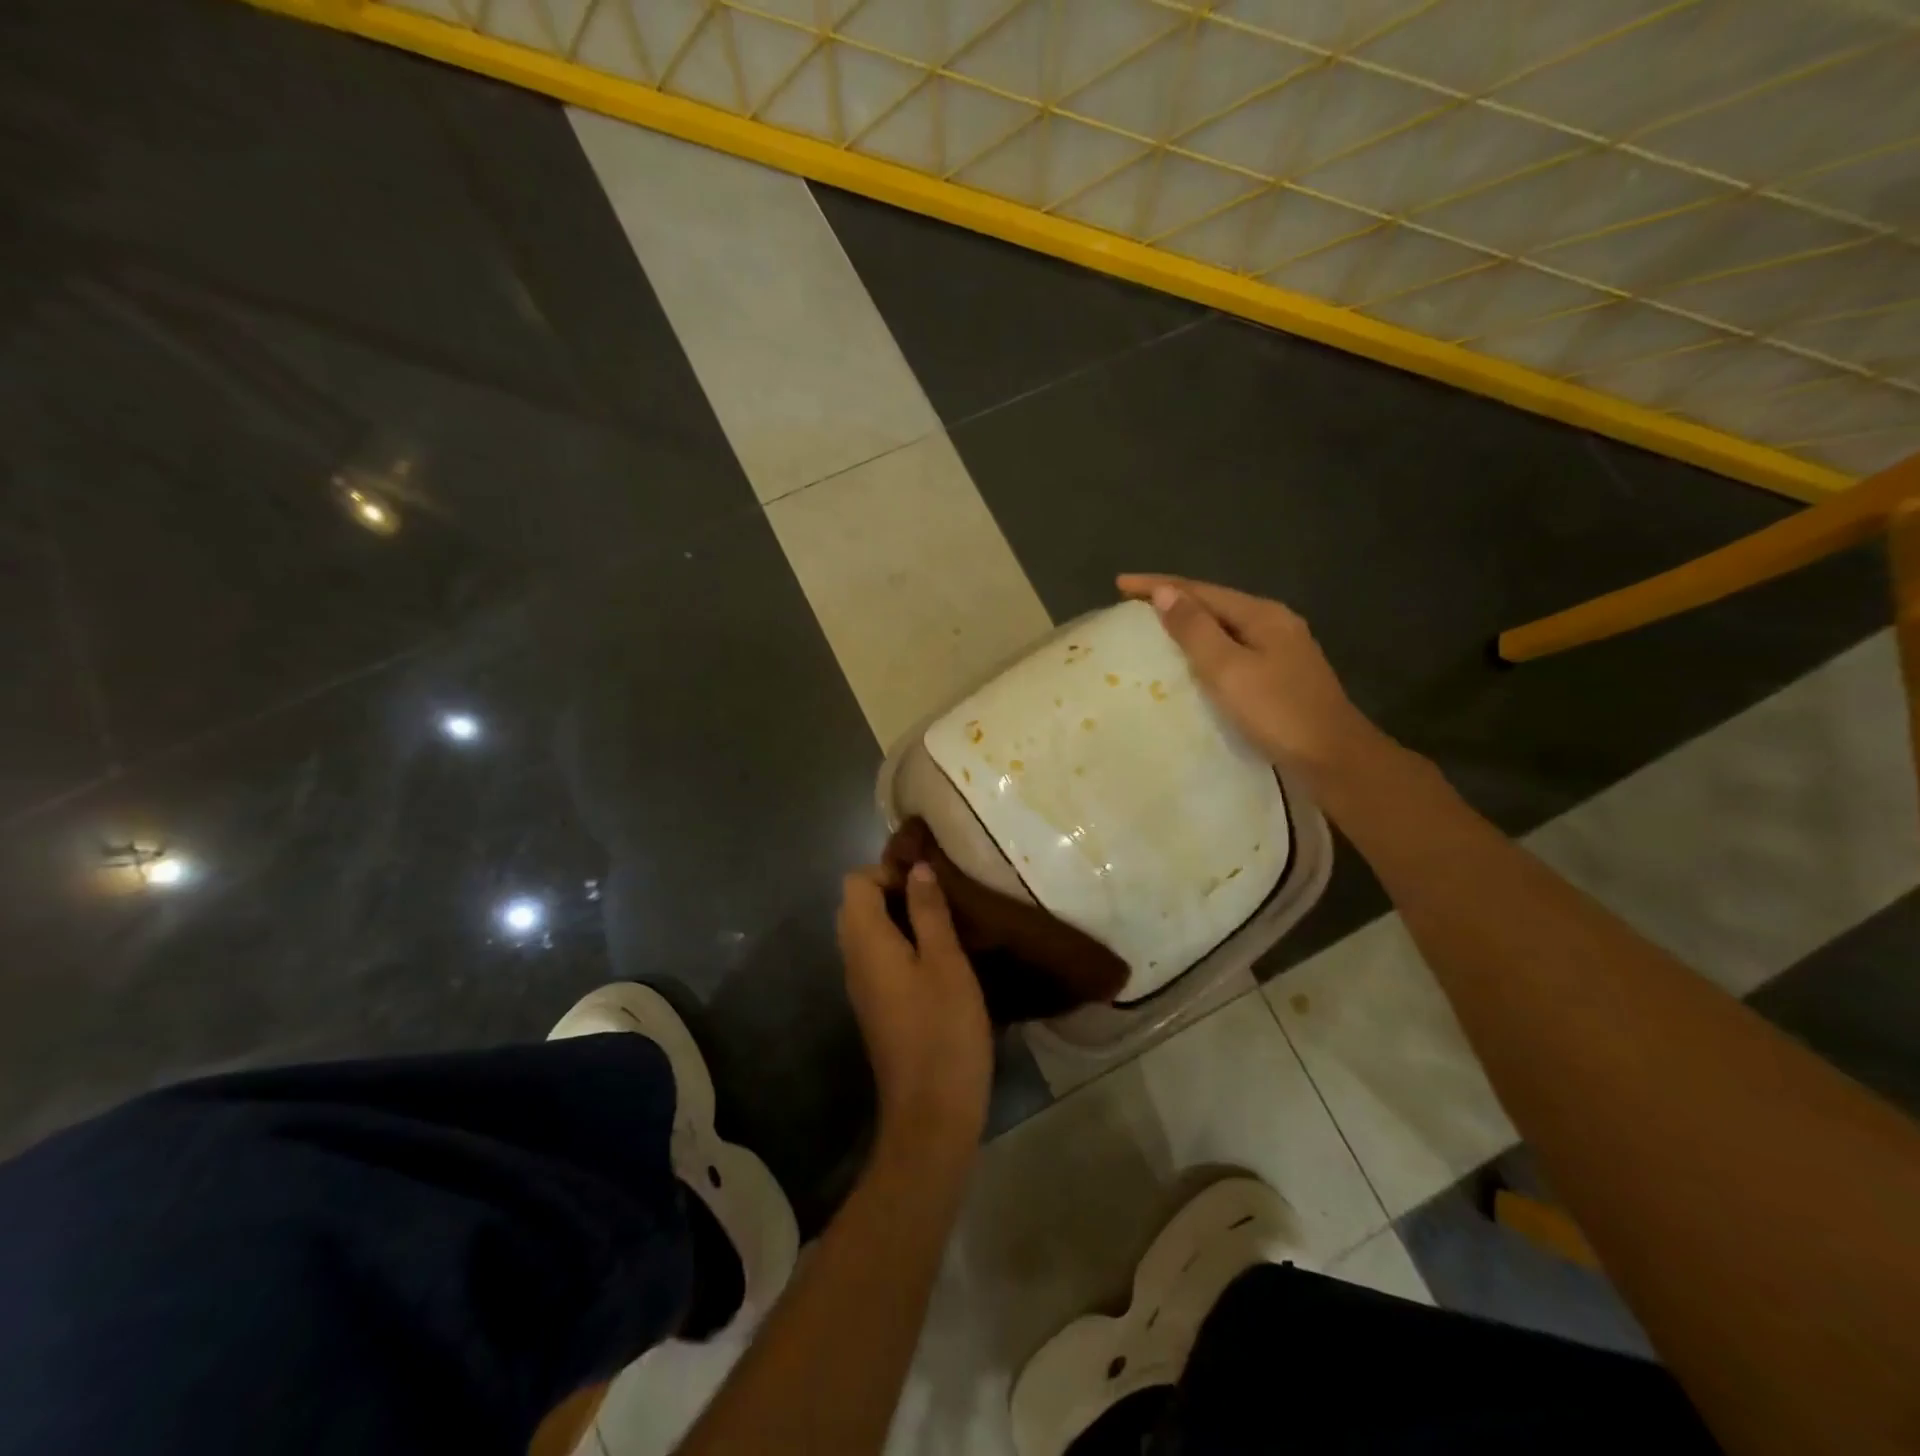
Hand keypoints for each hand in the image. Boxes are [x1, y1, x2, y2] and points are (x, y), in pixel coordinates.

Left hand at [836, 863, 992, 1153]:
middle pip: (857, 906)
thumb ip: (928, 912)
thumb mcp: (946, 962)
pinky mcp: (876, 1007)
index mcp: (865, 942)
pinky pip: (878, 958)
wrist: (932, 1113)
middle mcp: (853, 960)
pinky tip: (939, 958)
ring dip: (900, 918)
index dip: (888, 871)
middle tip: (939, 899)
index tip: (928, 882)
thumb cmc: (943, 1030)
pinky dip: (901, 945)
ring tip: (945, 924)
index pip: (855, 882)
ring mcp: (862, 987)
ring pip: (868, 933)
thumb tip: (917, 869)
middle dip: (894, 891)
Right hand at [1117, 574, 1381, 787]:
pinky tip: (1190, 661)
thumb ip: (1195, 629)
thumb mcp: (1228, 669)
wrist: (1333, 758)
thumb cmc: (1277, 712)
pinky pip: (1231, 650)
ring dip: (1187, 624)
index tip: (1119, 583)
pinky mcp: (1279, 676)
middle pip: (1213, 603)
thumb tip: (1164, 592)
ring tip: (1153, 628)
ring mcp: (1280, 650)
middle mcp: (1273, 624)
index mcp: (1262, 615)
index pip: (1200, 590)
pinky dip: (1204, 648)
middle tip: (1131, 606)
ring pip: (1223, 627)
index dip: (1157, 585)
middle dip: (1172, 600)